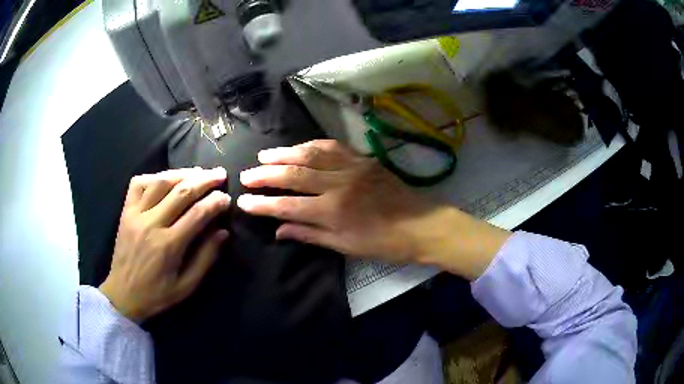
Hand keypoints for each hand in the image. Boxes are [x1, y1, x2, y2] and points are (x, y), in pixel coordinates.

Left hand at [99, 168, 230, 321]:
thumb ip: (205, 258)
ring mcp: (135, 215)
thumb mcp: (186, 286)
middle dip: (204, 180)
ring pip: (160, 182)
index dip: (215, 202)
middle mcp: (151, 224)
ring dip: (181, 173)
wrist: (123, 295)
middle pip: (181, 192)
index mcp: (168, 245)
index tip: (227, 197)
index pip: (197, 214)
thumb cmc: (157, 294)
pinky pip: (138, 184)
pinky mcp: (125, 212)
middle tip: (219, 173)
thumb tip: (223, 232)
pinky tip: (165, 178)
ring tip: (197, 172)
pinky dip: (154, 177)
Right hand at [237, 140, 510, 278]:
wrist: (421, 225)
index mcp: (333, 212)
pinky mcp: (362, 159)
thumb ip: (309, 235)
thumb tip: (279, 230)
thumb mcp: (345, 246)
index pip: (287, 205)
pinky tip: (297, 146)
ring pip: (309, 155)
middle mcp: (338, 185)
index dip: (262, 203)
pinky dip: (310, 145)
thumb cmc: (384, 243)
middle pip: (293, 175)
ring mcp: (351, 167)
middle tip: (246, 174)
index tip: (243, 201)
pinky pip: (331, 146)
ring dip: (283, 154)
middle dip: (265, 174)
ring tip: (263, 156)